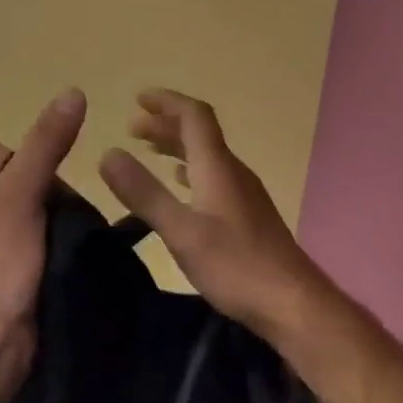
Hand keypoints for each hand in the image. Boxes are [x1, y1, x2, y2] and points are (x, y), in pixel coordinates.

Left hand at [0, 88, 87, 369]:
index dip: (31, 173)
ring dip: (40, 226)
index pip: (3, 152)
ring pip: (16, 213)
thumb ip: (48, 142)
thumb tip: (73, 91)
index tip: (41, 204)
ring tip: (48, 248)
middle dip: (38, 200)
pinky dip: (32, 249)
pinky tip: (44, 263)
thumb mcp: (22, 192)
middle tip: (49, 229)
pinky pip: (12, 243)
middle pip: (11, 181)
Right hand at [98, 88, 330, 338]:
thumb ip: (144, 192)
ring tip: (148, 149)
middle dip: (166, 123)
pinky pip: (213, 176)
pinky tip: (181, 184)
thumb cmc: (236, 266)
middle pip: (199, 133)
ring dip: (177, 146)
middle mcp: (232, 172)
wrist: (294, 305)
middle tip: (132, 127)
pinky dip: (189, 170)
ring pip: (206, 155)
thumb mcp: (181, 231)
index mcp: (217, 167)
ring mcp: (243, 193)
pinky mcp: (246, 215)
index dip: (167, 101)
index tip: (138, 98)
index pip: (194, 116)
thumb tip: (108, 153)